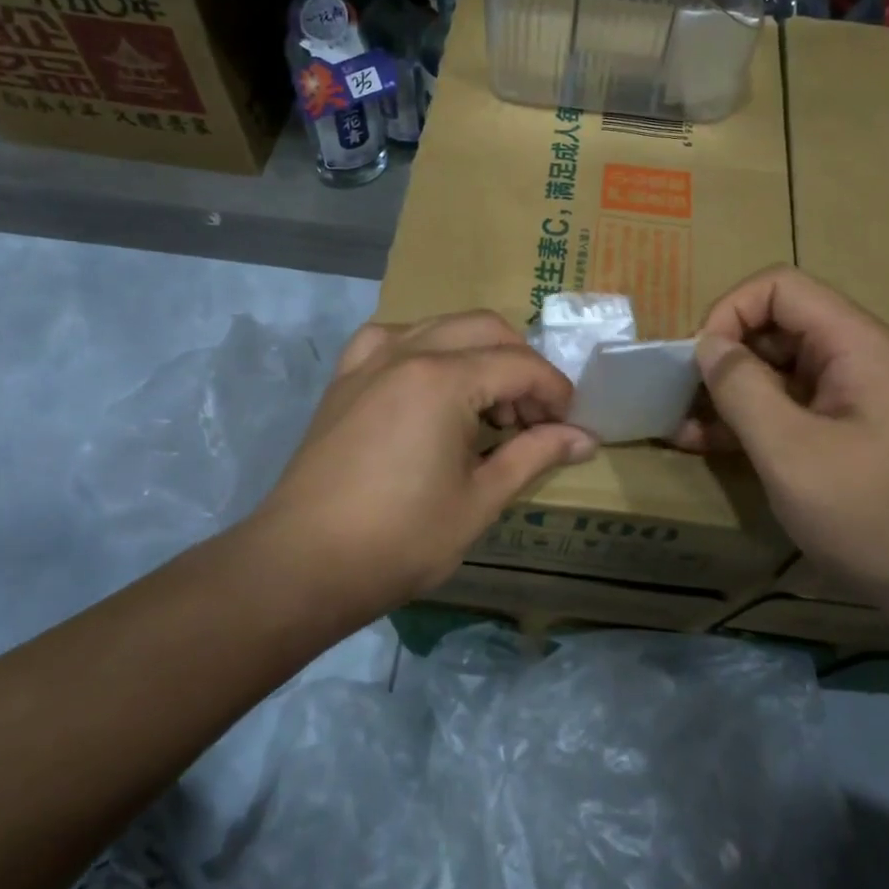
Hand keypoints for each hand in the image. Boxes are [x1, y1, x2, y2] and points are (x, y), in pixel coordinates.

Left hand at [251, 310, 595, 611]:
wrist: (303, 564)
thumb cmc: (400, 539)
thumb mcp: (480, 500)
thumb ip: (535, 456)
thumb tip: (585, 438)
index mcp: (444, 379)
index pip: (520, 365)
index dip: (554, 391)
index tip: (568, 426)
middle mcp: (408, 352)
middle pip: (485, 329)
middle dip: (521, 365)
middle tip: (531, 417)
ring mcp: (370, 360)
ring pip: (440, 325)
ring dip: (476, 352)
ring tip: (486, 404)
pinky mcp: (344, 378)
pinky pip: (391, 337)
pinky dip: (423, 346)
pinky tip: (427, 379)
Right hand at [677, 266, 888, 616]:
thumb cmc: (877, 514)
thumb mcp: (793, 452)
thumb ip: (743, 390)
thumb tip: (707, 345)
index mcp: (852, 343)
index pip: (779, 287)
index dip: (730, 311)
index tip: (698, 361)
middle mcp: (851, 358)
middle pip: (774, 326)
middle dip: (722, 355)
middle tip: (679, 397)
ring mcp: (847, 398)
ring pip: (774, 370)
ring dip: (726, 392)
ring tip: (680, 426)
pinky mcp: (841, 434)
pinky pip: (785, 408)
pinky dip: (747, 420)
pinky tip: (706, 444)